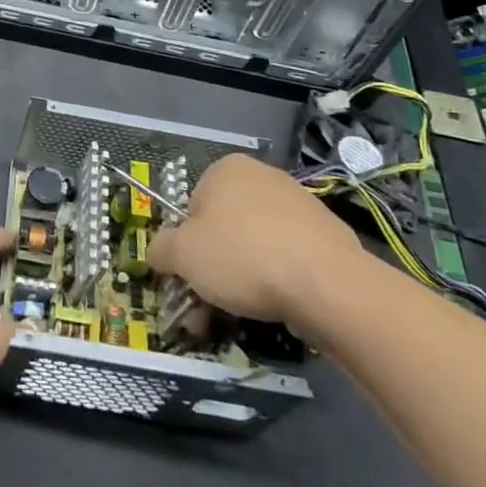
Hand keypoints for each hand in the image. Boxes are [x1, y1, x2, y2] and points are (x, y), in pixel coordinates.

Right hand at [147, 153, 373, 335]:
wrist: (327, 284)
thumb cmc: (242, 256)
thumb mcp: (181, 254)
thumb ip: (160, 249)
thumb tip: (158, 252)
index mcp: (226, 169)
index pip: (191, 207)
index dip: (185, 246)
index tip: (188, 279)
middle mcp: (263, 177)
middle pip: (224, 229)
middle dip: (212, 271)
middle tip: (206, 309)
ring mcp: (300, 205)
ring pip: (255, 247)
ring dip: (241, 281)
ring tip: (240, 317)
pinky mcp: (327, 236)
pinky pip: (288, 259)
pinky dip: (277, 282)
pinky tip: (277, 309)